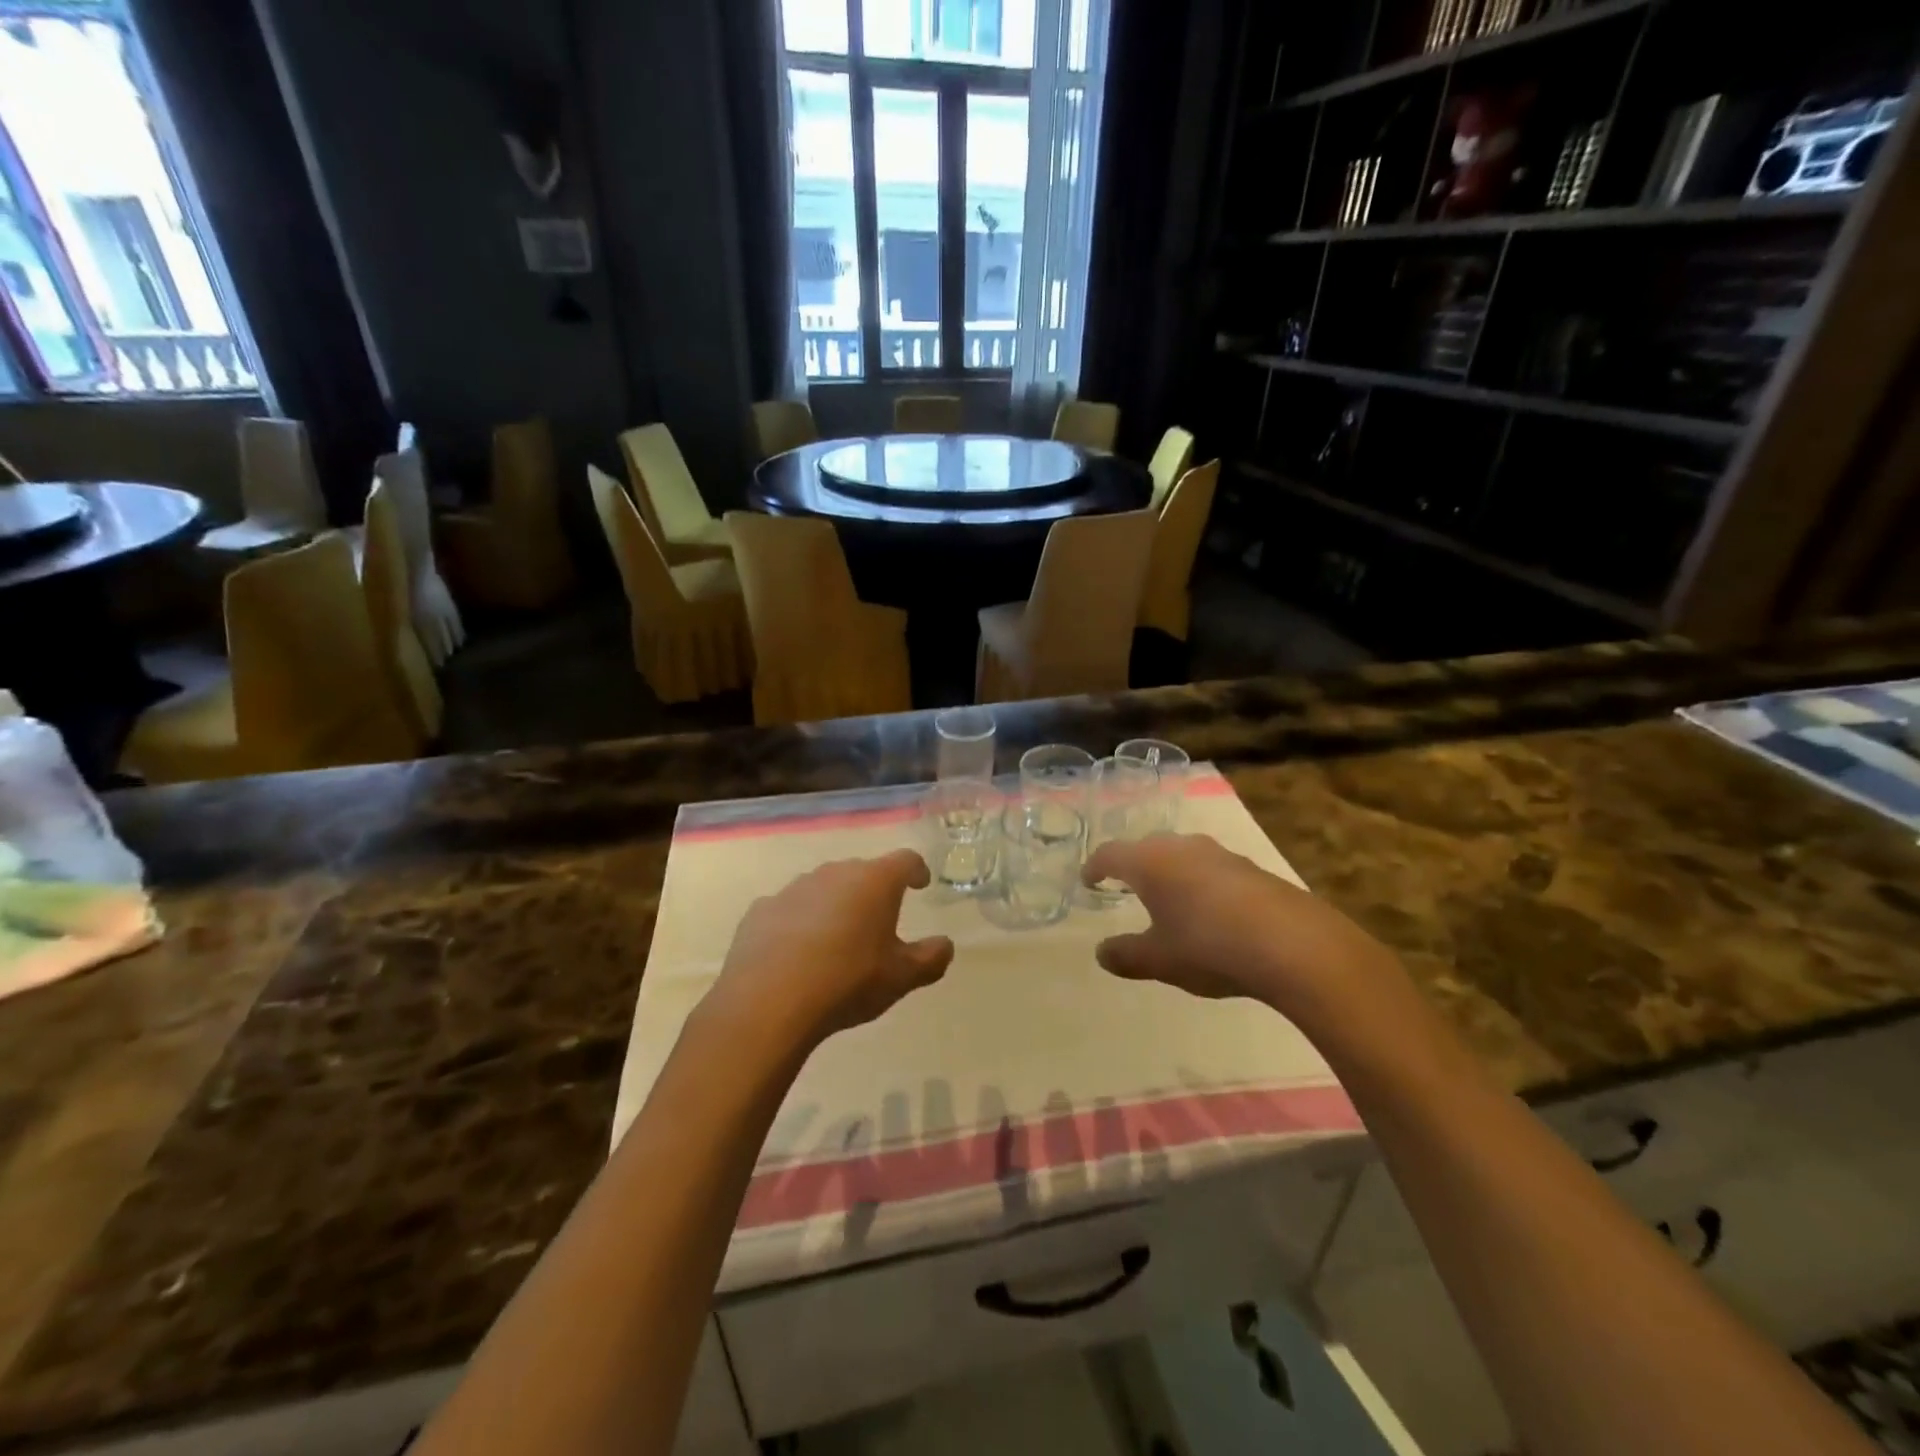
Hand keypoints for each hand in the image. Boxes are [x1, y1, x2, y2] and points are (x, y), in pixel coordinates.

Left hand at [705, 850, 954, 1052]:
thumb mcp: (902, 977)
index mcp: (875, 881)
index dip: (916, 870)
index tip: (920, 883)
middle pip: (862, 872)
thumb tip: (946, 945)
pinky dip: (799, 922)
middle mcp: (835, 873)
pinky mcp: (761, 910)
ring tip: (837, 938)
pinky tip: (797, 952)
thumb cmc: (848, 981)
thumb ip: (930, 958)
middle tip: (879, 919)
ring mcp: (794, 888)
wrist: (769, 1002)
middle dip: (873, 891)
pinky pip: (789, 909)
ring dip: (835, 905)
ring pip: (823, 888)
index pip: (905, 860)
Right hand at [1081, 833, 1402, 1019]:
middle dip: (1133, 865)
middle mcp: (1182, 848)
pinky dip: (1200, 883)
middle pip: (1147, 847)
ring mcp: (1220, 854)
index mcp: (1150, 863)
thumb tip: (1101, 952)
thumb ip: (1126, 955)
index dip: (1095, 867)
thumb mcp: (1160, 960)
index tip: (1089, 881)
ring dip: (1170, 871)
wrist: (1294, 945)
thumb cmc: (1209, 947)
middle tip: (1125, 885)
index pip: (1111, 854)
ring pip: (1182, 854)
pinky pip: (1212, 868)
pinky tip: (1210, 910)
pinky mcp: (1252, 868)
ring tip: (1168, 896)